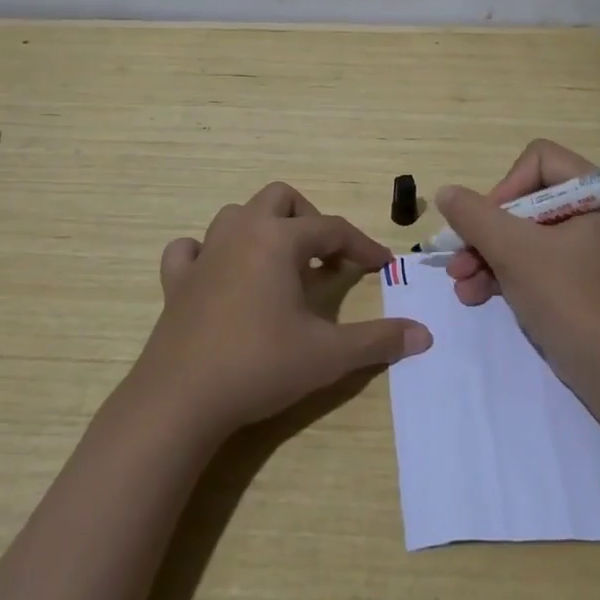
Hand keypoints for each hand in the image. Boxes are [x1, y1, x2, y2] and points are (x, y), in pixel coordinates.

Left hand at [132, 182, 431, 438]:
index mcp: (278, 240)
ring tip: (281, 266)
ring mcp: (204, 255)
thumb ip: (378, 340)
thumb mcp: (328, 355)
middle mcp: (241, 234)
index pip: (332, 228)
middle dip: (309, 220)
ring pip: (236, 215)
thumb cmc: (260, 366)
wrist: (180, 401)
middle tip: (324, 258)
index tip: (382, 266)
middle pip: (280, 199)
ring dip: (263, 230)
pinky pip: (191, 249)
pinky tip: (221, 276)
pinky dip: (209, 253)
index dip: (362, 246)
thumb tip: (424, 335)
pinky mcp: (176, 282)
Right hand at [435, 139, 599, 394]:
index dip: (506, 186)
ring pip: (521, 233)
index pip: (539, 160)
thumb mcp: (514, 251)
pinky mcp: (571, 277)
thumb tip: (446, 193)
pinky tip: (472, 295)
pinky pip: (529, 260)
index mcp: (596, 194)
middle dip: (486, 230)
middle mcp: (591, 212)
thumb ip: (475, 216)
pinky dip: (501, 273)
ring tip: (459, 281)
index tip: (488, 221)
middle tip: (459, 256)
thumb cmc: (568, 299)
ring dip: (485, 254)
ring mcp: (581, 247)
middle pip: (523, 199)